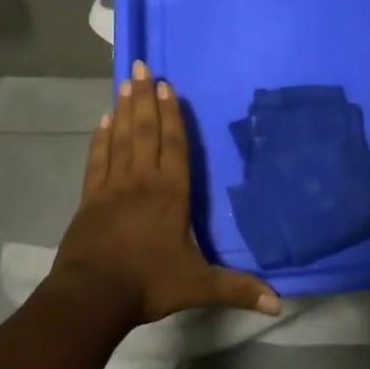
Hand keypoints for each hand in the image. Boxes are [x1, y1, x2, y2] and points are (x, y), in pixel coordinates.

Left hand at [51, 61, 280, 327]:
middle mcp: (143, 180)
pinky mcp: (90, 197)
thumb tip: (279, 302)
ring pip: (121, 138)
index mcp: (171, 194)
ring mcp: (113, 186)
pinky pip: (97, 159)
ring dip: (124, 109)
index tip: (167, 85)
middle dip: (145, 97)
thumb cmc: (148, 284)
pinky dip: (100, 138)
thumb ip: (236, 288)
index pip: (174, 145)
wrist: (93, 297)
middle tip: (141, 66)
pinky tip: (102, 121)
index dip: (172, 114)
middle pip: (145, 130)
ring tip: (125, 83)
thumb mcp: (198, 286)